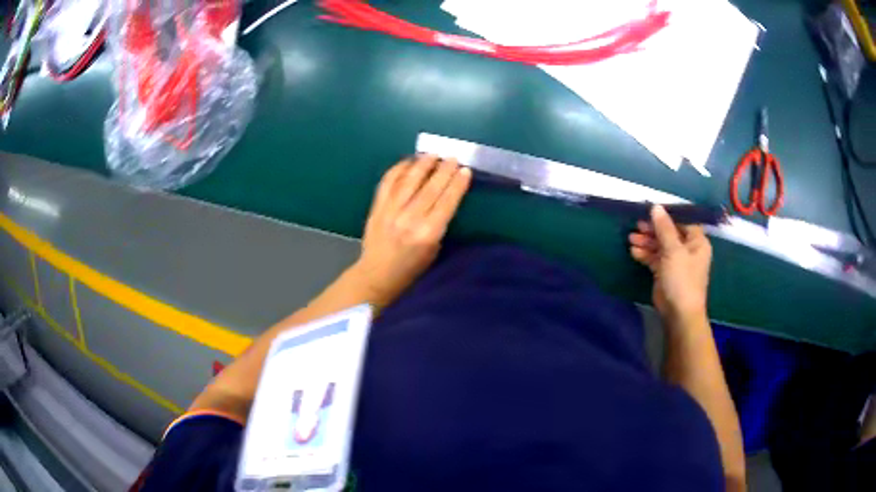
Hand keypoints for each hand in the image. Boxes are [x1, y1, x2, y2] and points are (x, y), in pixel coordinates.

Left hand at [352, 154, 471, 308]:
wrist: (377, 276)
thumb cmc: (411, 269)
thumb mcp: (434, 250)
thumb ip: (439, 223)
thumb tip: (446, 196)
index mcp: (428, 234)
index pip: (446, 202)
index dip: (457, 184)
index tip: (465, 170)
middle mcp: (409, 219)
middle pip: (430, 188)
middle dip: (443, 170)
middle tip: (452, 158)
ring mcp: (390, 211)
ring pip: (408, 181)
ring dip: (422, 165)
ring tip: (432, 155)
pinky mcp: (376, 208)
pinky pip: (388, 182)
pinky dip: (398, 169)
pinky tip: (408, 162)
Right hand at [629, 205, 711, 323]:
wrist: (679, 313)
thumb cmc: (682, 279)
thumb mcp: (674, 251)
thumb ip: (664, 228)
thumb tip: (655, 206)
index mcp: (697, 241)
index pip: (682, 221)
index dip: (667, 215)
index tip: (650, 210)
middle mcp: (688, 249)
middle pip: (669, 233)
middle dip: (653, 229)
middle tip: (637, 224)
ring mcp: (676, 261)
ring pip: (660, 245)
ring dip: (646, 241)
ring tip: (631, 238)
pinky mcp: (665, 272)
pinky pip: (655, 258)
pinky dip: (645, 254)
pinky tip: (634, 251)